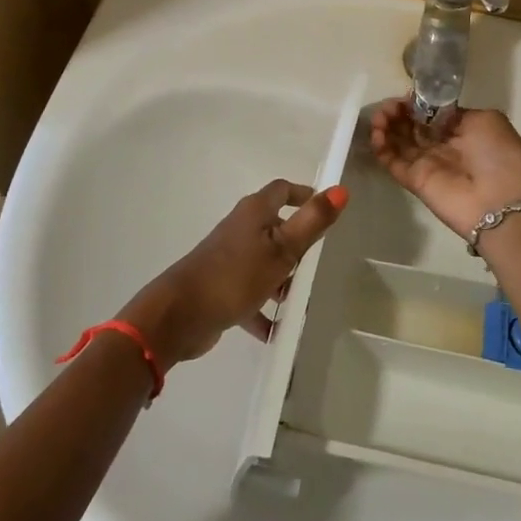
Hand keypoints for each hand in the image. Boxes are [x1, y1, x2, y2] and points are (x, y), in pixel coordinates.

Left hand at [118, 180, 347, 369]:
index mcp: (254, 213)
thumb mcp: (282, 249)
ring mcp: (227, 259)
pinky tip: (274, 331)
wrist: (179, 315)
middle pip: (274, 227)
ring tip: (297, 301)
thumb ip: (312, 221)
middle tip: (316, 264)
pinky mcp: (219, 287)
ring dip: (281, 279)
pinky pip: (248, 294)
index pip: (281, 190)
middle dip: (296, 245)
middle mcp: (239, 229)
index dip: (303, 194)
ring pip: (263, 262)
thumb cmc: (235, 276)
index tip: (323, 208)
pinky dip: (262, 309)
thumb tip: (340, 189)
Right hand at [369, 99, 520, 238]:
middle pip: (412, 125)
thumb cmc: (499, 156)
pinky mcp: (414, 181)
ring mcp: (427, 164)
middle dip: (398, 112)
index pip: (430, 113)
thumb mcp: (486, 120)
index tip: (406, 95)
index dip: (416, 103)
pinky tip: (377, 133)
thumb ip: (455, 112)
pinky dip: (381, 147)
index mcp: (462, 130)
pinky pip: (392, 162)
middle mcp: (442, 145)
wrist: (502, 203)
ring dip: (386, 126)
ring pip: (398, 141)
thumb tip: (430, 110)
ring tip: (380, 117)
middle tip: (389, 106)